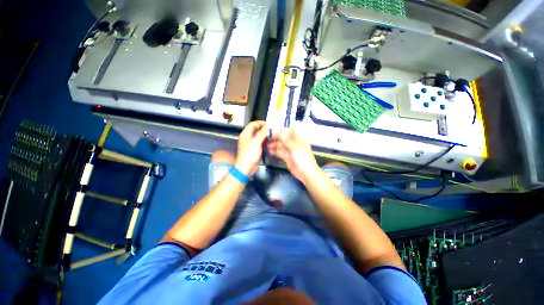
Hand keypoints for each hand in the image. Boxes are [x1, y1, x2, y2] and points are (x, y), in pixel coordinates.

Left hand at [235, 121, 267, 175]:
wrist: (246, 167)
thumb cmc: (249, 154)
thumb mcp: (256, 142)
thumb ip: (262, 133)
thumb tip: (268, 125)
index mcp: (245, 134)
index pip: (253, 124)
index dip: (261, 123)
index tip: (269, 124)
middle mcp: (247, 137)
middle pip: (256, 130)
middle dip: (264, 129)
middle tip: (272, 130)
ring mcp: (251, 143)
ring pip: (259, 136)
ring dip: (265, 135)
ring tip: (272, 136)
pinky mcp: (254, 149)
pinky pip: (260, 142)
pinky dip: (264, 141)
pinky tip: (269, 143)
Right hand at [267, 128, 319, 182]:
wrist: (306, 173)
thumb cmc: (302, 157)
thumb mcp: (294, 147)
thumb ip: (286, 139)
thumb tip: (281, 130)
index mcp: (299, 138)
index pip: (292, 128)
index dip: (285, 127)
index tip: (276, 126)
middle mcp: (294, 143)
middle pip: (285, 137)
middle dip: (277, 136)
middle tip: (268, 136)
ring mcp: (290, 150)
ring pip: (281, 145)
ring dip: (274, 144)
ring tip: (267, 145)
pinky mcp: (287, 157)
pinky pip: (280, 152)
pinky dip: (275, 151)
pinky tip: (269, 151)